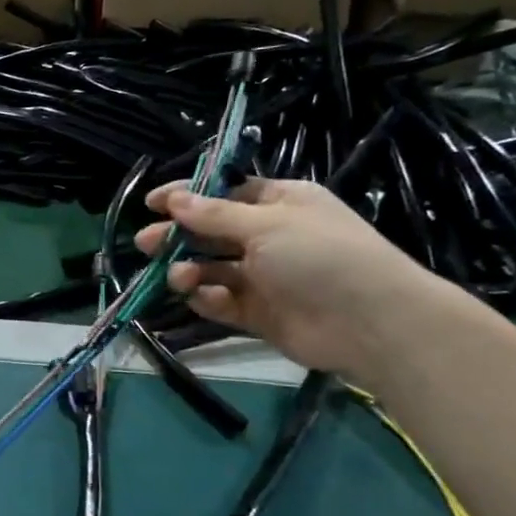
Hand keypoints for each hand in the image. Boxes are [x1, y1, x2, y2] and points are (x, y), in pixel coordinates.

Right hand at [133, 177, 453, 382]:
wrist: (370, 322)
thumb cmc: (320, 255)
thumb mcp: (265, 225)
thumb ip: (214, 216)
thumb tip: (175, 199)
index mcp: (279, 203)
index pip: (224, 193)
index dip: (188, 196)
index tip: (152, 202)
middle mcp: (270, 237)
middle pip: (212, 232)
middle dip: (178, 236)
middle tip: (145, 242)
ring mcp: (264, 277)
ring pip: (213, 269)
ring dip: (189, 269)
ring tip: (176, 276)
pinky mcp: (259, 313)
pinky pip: (223, 301)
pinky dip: (206, 298)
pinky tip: (197, 296)